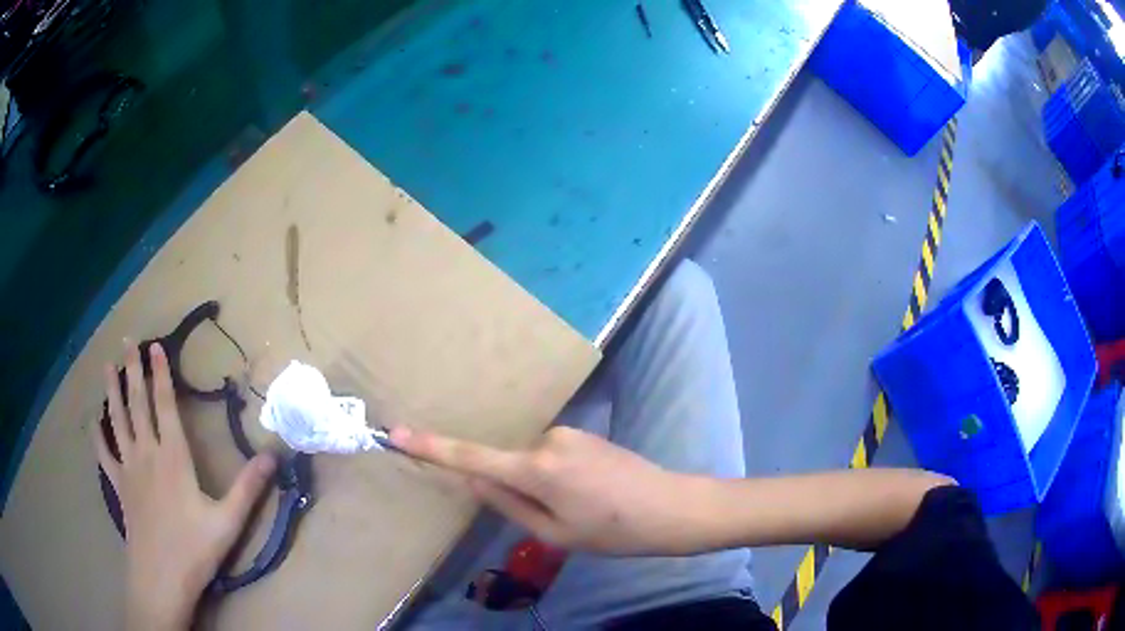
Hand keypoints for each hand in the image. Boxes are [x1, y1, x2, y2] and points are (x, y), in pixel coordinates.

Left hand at [94, 342, 275, 630]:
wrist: (161, 577)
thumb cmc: (195, 549)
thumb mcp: (228, 521)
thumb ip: (248, 488)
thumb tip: (274, 455)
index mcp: (173, 457)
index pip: (164, 405)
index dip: (160, 373)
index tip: (155, 345)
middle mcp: (146, 453)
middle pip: (137, 404)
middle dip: (132, 370)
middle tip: (127, 341)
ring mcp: (129, 469)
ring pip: (118, 421)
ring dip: (113, 391)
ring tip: (108, 365)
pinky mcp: (119, 487)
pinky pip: (105, 455)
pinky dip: (99, 436)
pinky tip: (94, 422)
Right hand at [389, 425, 711, 555]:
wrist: (672, 507)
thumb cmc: (614, 531)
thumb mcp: (555, 533)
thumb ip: (507, 504)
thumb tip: (471, 480)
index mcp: (537, 469)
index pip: (471, 457)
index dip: (431, 446)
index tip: (396, 432)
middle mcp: (547, 440)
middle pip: (508, 464)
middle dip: (517, 489)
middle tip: (560, 518)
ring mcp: (568, 432)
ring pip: (531, 462)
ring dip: (540, 485)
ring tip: (582, 508)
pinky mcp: (582, 433)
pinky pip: (550, 455)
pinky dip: (555, 476)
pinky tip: (589, 494)